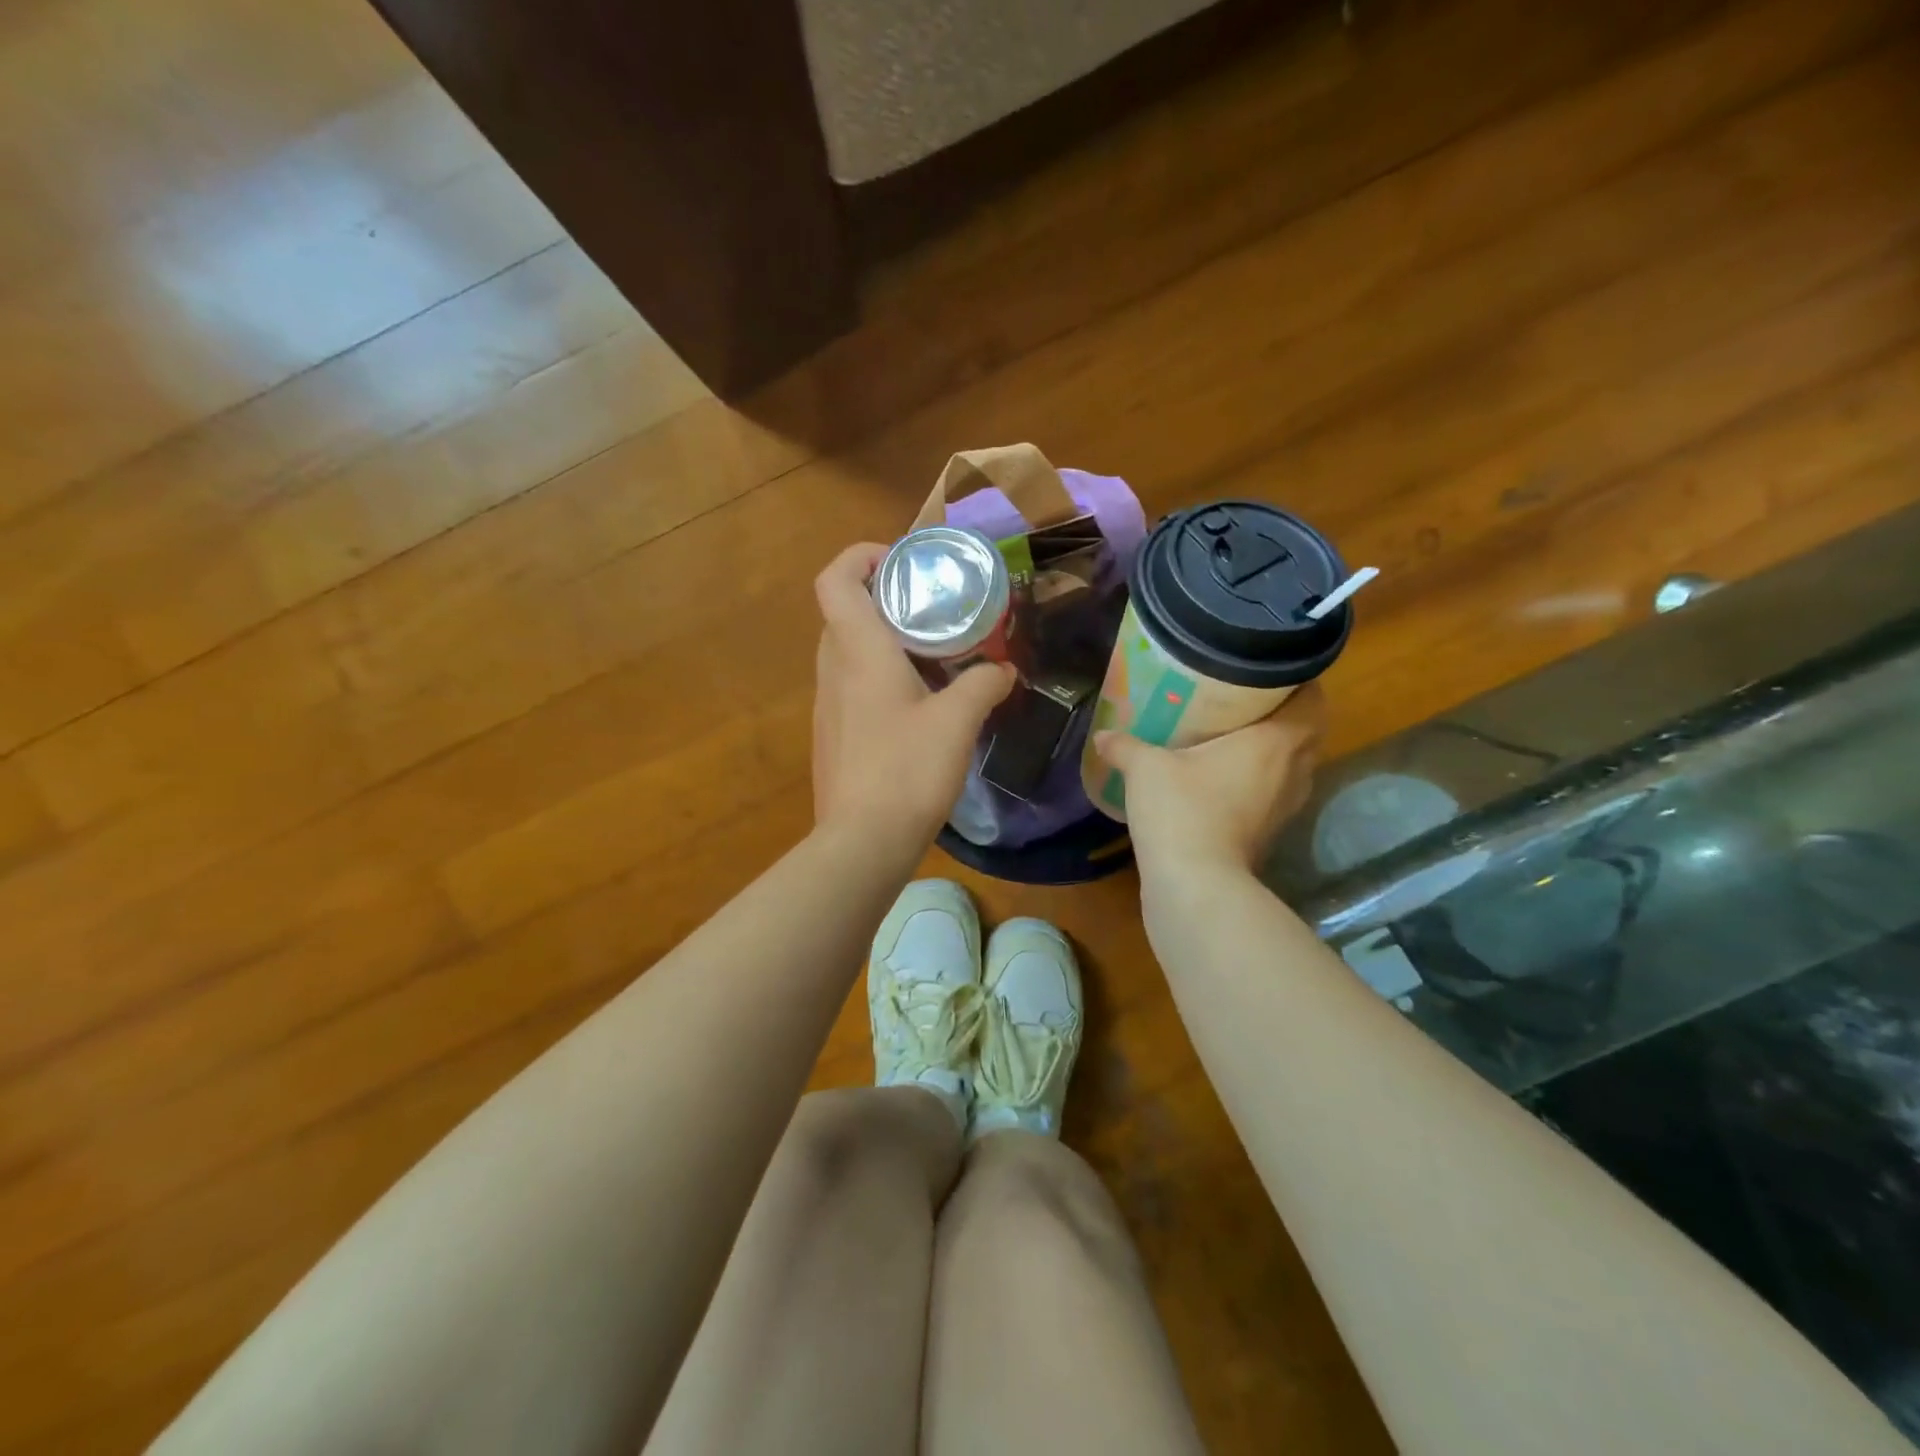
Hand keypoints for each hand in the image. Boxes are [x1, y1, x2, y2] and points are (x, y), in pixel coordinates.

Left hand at [812, 543, 1015, 857]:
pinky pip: (853, 686)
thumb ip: (985, 685)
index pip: (835, 579)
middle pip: (845, 612)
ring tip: (936, 654)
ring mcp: (828, 705)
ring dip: (886, 641)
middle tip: (932, 608)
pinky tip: (920, 705)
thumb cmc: (907, 769)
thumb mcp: (959, 721)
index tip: (900, 562)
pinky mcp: (833, 735)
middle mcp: (833, 670)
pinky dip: (881, 677)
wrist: (863, 842)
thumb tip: (1004, 670)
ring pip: (849, 651)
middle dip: (885, 599)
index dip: (859, 556)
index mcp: (858, 651)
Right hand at [1094, 683, 1325, 877]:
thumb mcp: (1145, 768)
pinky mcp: (1272, 831)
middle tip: (1249, 698)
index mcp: (1276, 741)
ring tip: (1239, 734)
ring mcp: (1287, 805)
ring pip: (1296, 764)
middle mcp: (1294, 770)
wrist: (1195, 884)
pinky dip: (1263, 779)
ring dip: (1278, 749)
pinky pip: (1277, 791)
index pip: (1312, 699)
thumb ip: (1125, 745)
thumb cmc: (1182, 810)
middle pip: (1310, 730)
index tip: (1269, 669)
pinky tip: (1227, 777)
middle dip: (1288, 712)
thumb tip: (1102, 735)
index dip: (1300, 680)